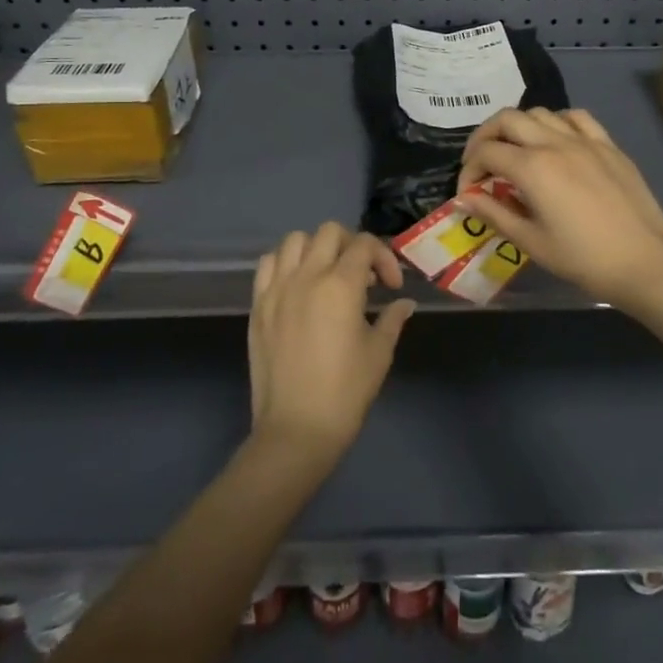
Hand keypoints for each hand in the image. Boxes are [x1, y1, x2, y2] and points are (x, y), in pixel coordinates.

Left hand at [248, 222, 413, 462]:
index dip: (384, 258)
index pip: (364, 245)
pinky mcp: (258, 305)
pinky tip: (298, 283)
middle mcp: (307, 276)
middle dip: (352, 245)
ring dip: (317, 248)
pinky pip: (268, 263)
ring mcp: (277, 288)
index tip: (391, 286)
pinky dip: (286, 262)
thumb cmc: (345, 392)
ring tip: (328, 274)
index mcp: (341, 285)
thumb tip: (404, 302)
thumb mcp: (379, 353)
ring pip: (295, 240)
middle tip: (363, 275)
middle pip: (329, 232)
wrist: (296, 429)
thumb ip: (393, 318)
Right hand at [456, 108, 662, 311]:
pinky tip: (556, 141)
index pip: (487, 153)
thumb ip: (494, 213)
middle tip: (481, 163)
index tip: (468, 193)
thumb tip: (465, 199)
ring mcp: (585, 140)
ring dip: (519, 127)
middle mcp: (555, 143)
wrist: (645, 262)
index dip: (469, 170)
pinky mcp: (609, 145)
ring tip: (515, 151)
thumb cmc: (583, 259)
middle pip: (507, 119)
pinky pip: (576, 118)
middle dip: (485, 137)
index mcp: (533, 167)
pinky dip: (557, 122)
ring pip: (540, 112)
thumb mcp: (531, 242)